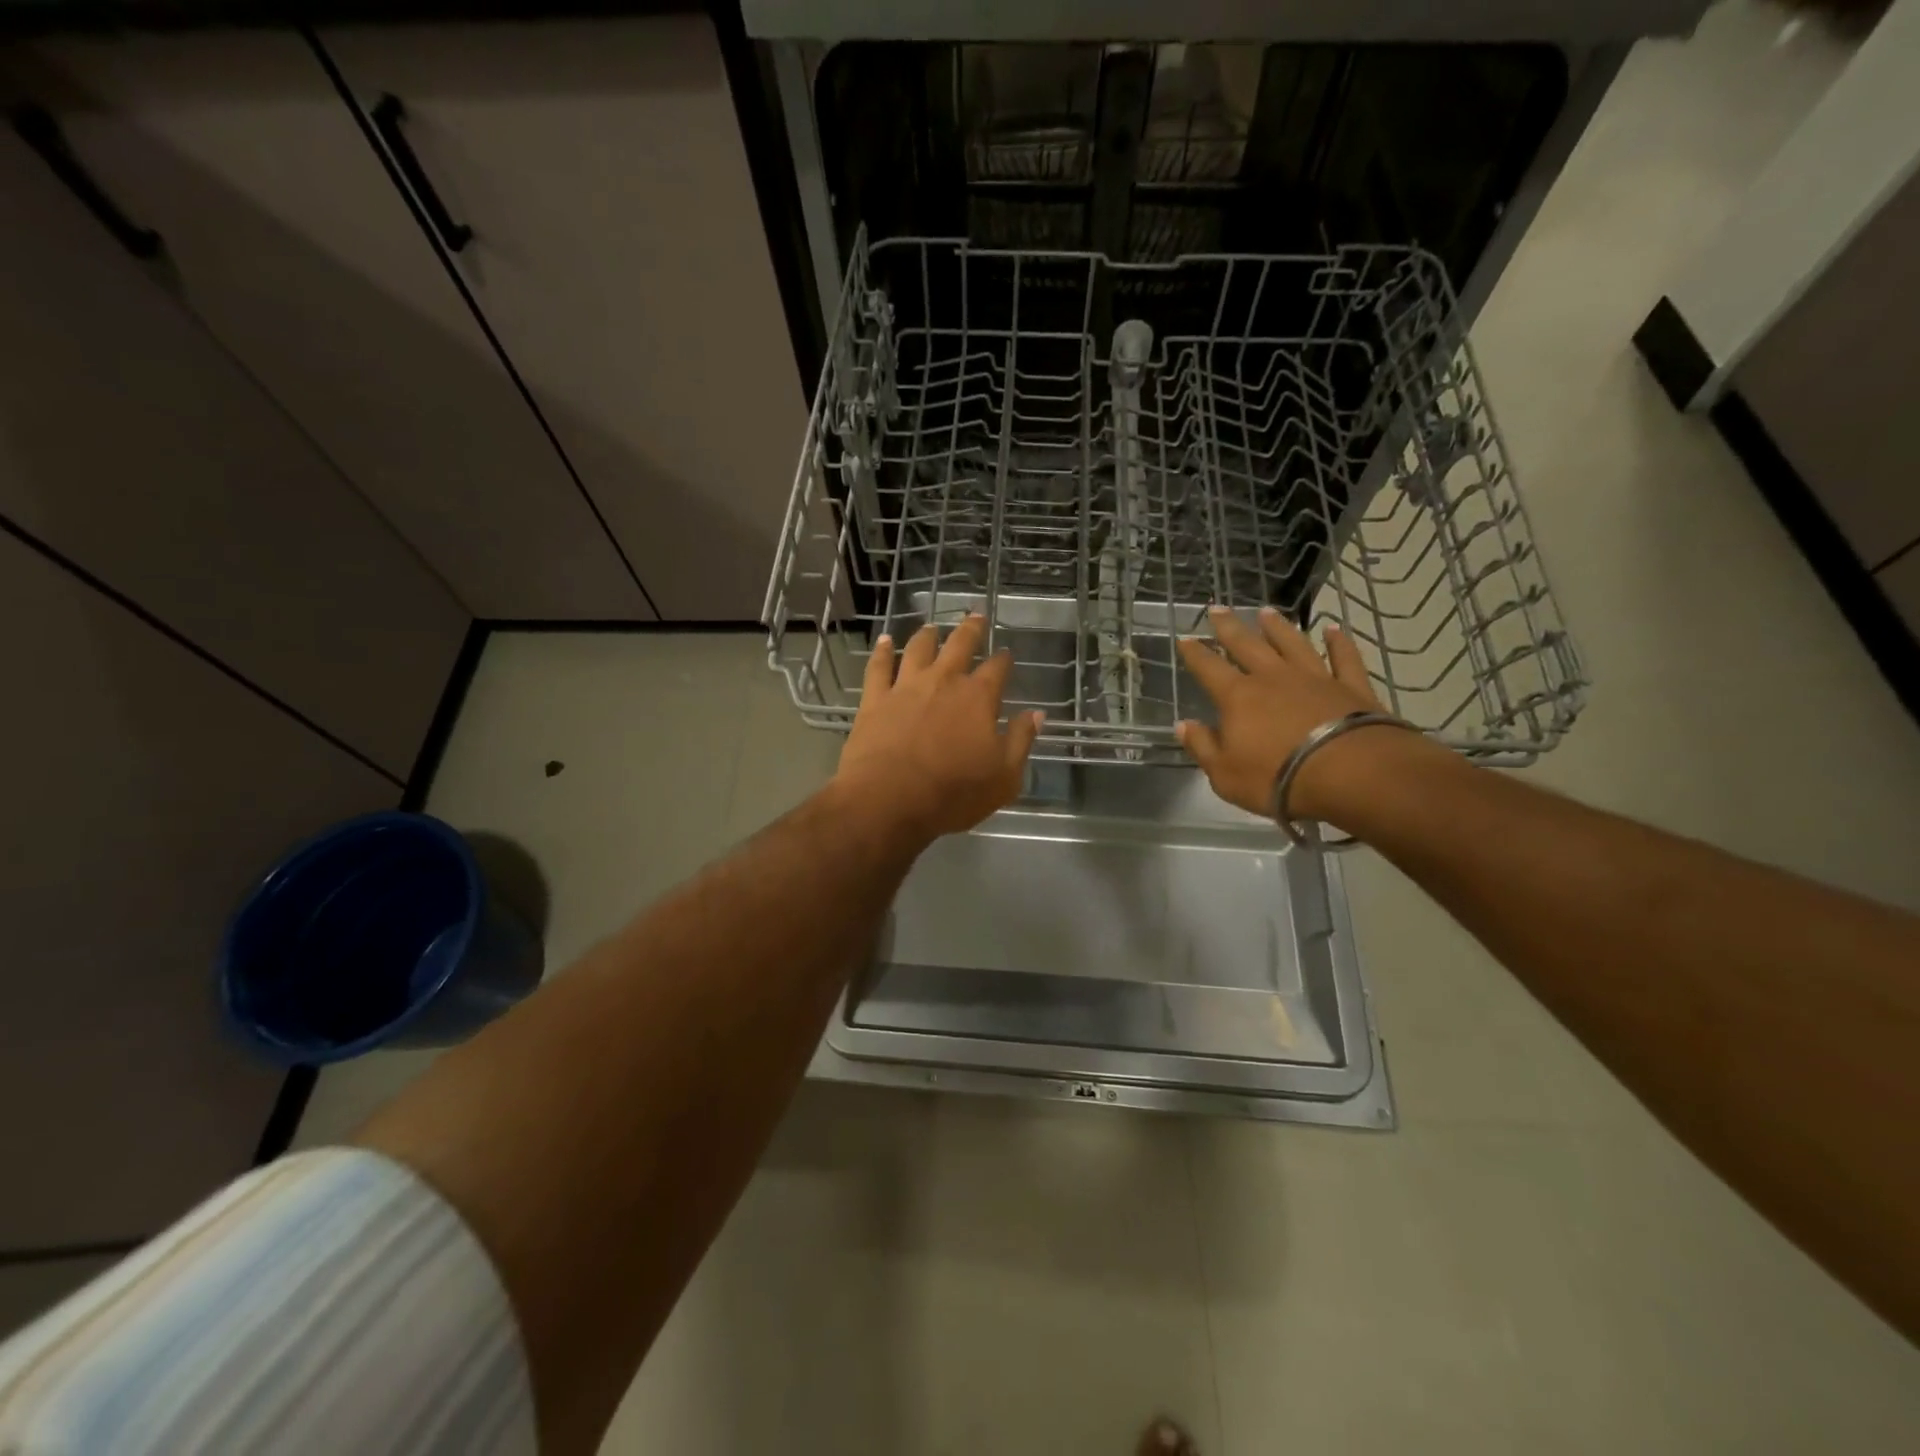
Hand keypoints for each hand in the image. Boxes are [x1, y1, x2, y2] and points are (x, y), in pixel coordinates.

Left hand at [834, 614, 1042, 844]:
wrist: (888, 800)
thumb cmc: (953, 793)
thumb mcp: (1003, 777)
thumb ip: (1020, 741)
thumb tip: (1036, 714)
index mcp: (978, 698)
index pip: (997, 668)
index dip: (1004, 659)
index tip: (1006, 655)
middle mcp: (943, 681)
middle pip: (960, 645)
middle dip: (971, 629)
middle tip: (975, 615)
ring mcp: (905, 687)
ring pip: (918, 649)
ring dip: (928, 635)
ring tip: (933, 627)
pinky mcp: (874, 699)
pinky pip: (878, 667)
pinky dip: (882, 651)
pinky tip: (885, 640)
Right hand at [1176, 606, 1408, 822]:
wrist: (1350, 774)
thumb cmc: (1277, 778)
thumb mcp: (1224, 774)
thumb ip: (1202, 746)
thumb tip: (1183, 724)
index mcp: (1238, 697)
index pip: (1209, 669)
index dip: (1195, 654)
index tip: (1185, 638)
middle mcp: (1273, 678)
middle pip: (1247, 645)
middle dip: (1229, 627)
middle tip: (1217, 609)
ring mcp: (1315, 678)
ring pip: (1292, 644)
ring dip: (1278, 628)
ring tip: (1266, 612)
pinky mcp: (1351, 687)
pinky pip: (1344, 658)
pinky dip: (1339, 642)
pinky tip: (1334, 629)